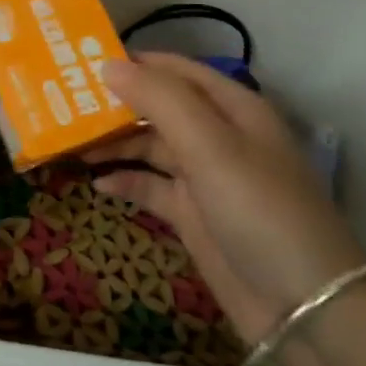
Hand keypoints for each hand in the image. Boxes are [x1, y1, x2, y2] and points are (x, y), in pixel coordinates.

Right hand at [87, 53, 365, 343]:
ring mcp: (206, 178)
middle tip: (64, 103)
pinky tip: (97, 184)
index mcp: (233, 109)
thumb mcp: (210, 145)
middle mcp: (219, 137)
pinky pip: (151, 187)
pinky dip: (125, 182)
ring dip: (115, 144)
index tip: (84, 62)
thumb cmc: (258, 208)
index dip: (136, 63)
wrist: (301, 304)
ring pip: (151, 147)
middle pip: (159, 108)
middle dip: (117, 104)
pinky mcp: (193, 215)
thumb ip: (160, 100)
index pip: (178, 71)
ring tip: (71, 142)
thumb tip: (109, 65)